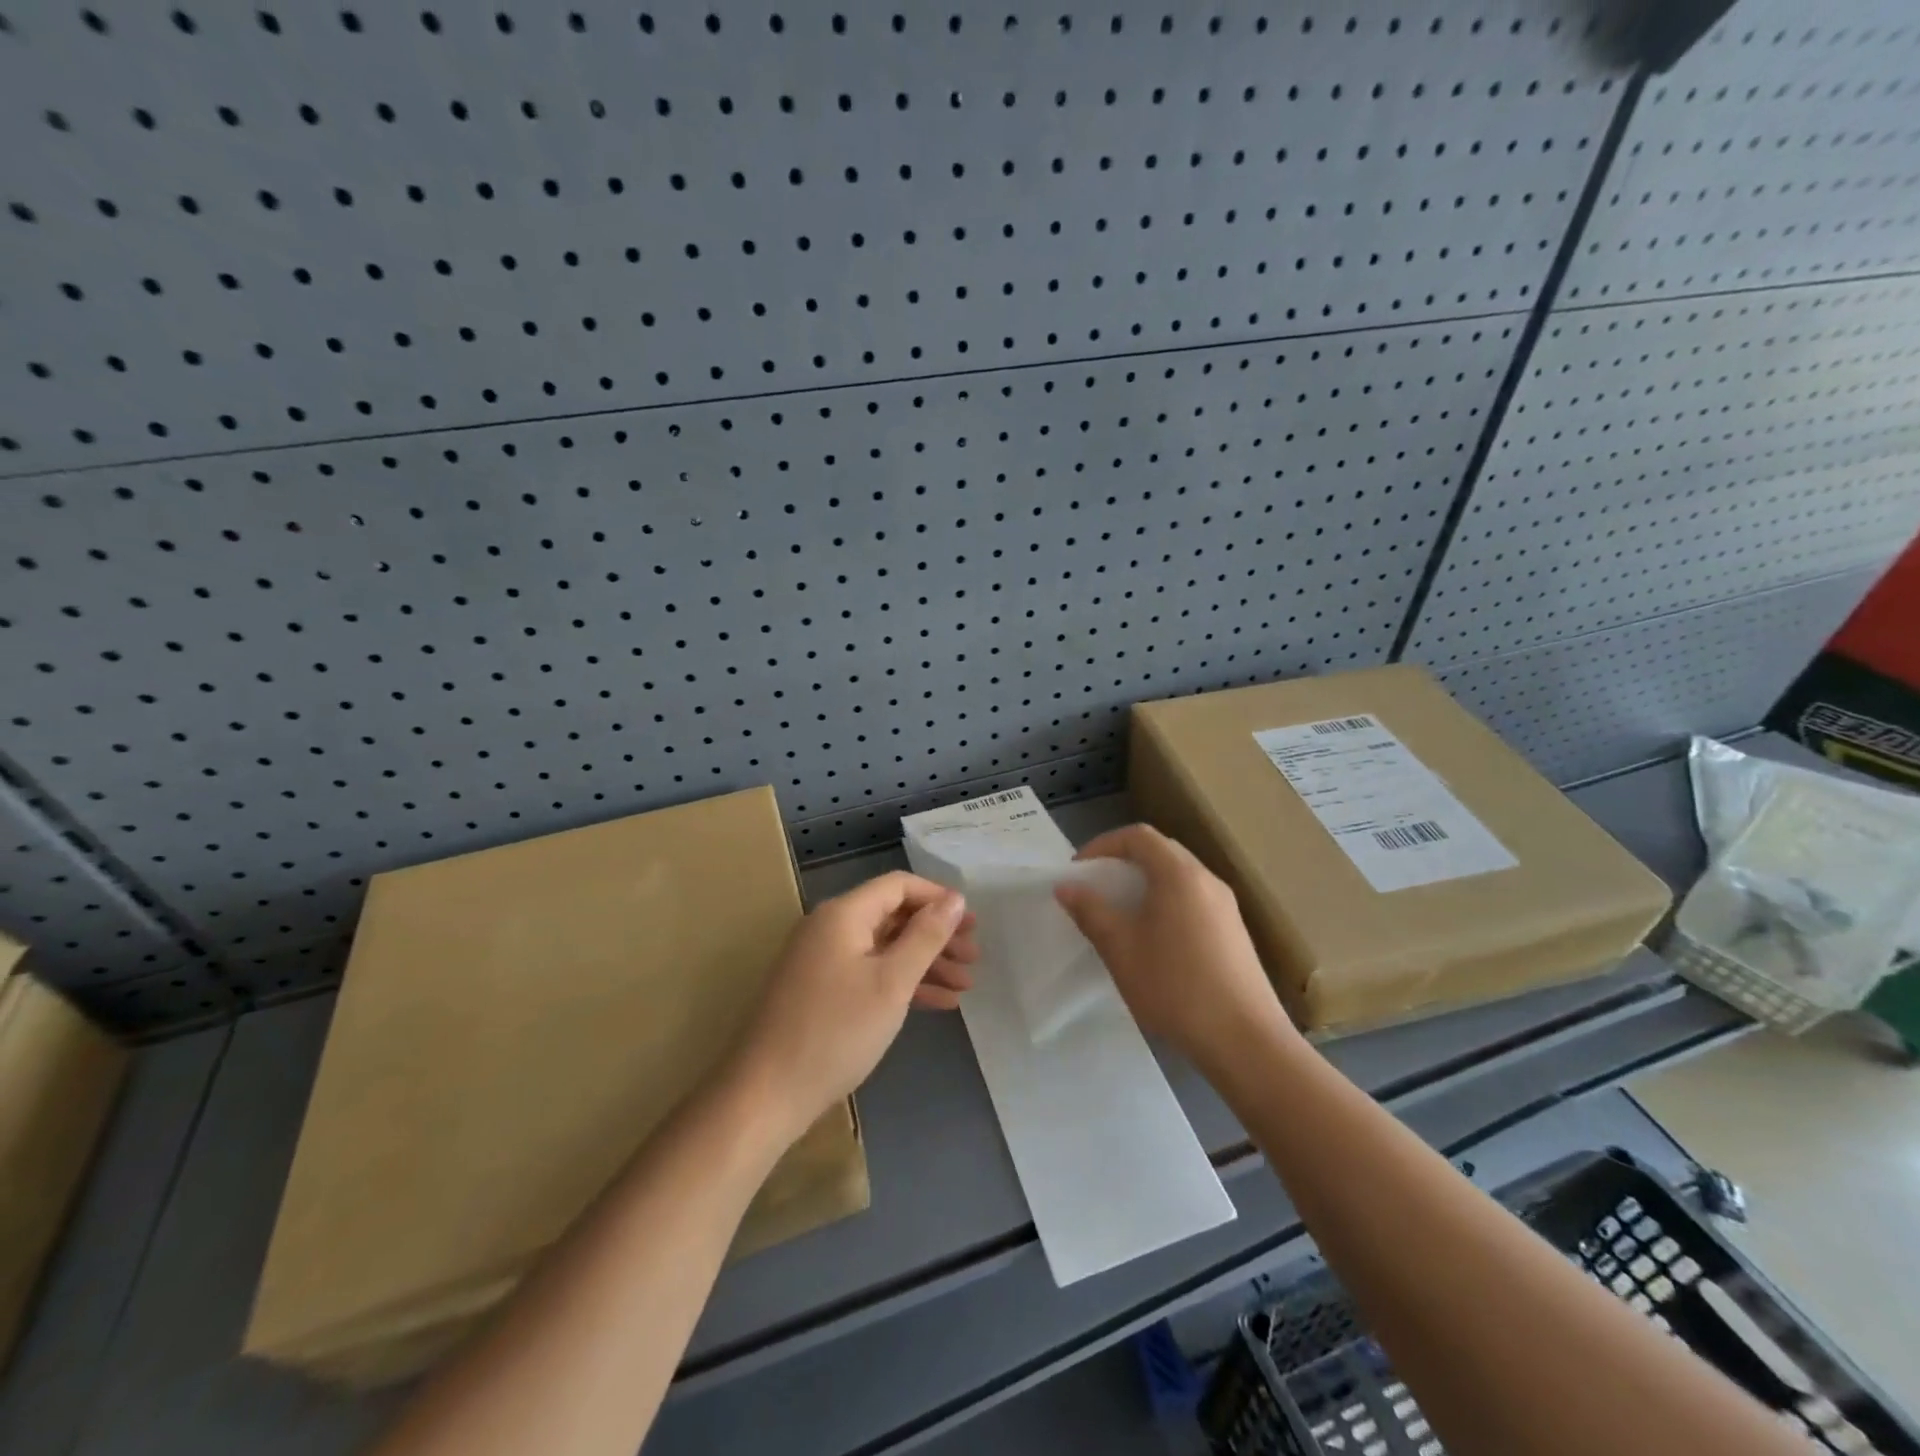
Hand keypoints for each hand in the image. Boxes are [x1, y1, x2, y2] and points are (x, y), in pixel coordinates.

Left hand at [729, 872, 974, 1143]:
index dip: (937, 898)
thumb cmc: (836, 1031)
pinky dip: (901, 983)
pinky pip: (869, 973)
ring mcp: (822, 960)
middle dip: (936, 935)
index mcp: (843, 914)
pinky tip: (937, 1004)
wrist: (766, 1093)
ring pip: (884, 948)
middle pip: (893, 916)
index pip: (898, 886)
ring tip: (965, 986)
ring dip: (925, 963)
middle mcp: (830, 928)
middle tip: (974, 957)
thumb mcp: (891, 982)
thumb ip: (926, 936)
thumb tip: (954, 898)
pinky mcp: (820, 991)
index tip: (971, 923)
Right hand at [1054, 825, 1296, 1075]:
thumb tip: (1067, 887)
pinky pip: (1193, 899)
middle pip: (1161, 851)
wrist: (1246, 1041)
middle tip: (1096, 887)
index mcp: (1179, 875)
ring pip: (1178, 876)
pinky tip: (1154, 938)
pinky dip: (1166, 902)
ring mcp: (1226, 906)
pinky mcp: (1234, 931)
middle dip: (1123, 861)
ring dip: (1145, 883)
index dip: (1103, 845)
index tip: (1079, 870)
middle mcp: (1207, 880)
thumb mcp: (1121, 949)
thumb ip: (1091, 912)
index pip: (1138, 836)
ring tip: (1120, 913)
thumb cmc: (1175, 988)